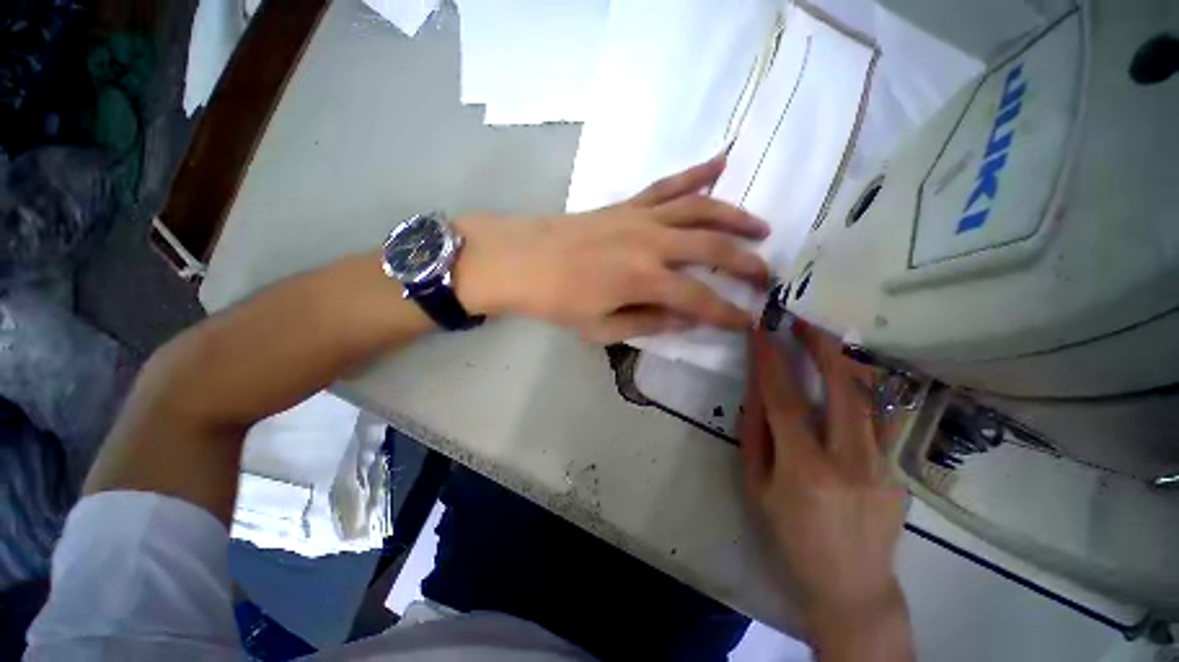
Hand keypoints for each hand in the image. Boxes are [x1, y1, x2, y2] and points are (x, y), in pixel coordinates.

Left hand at [453, 157, 770, 342]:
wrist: (522, 261)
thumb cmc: (558, 301)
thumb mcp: (602, 328)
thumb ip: (649, 323)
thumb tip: (688, 320)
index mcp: (643, 280)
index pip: (700, 299)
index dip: (727, 314)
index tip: (749, 322)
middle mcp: (651, 243)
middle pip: (714, 248)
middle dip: (747, 264)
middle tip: (767, 278)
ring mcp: (642, 217)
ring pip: (702, 209)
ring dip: (736, 217)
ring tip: (762, 228)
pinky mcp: (629, 204)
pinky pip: (669, 184)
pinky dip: (698, 173)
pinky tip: (722, 162)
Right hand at [740, 326, 912, 659]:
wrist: (851, 584)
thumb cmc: (790, 536)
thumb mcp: (756, 486)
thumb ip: (755, 433)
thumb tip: (755, 388)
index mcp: (804, 468)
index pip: (782, 398)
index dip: (768, 359)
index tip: (759, 330)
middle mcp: (851, 459)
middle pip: (841, 386)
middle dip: (820, 344)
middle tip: (802, 319)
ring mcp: (885, 463)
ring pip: (877, 395)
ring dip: (853, 357)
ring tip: (832, 334)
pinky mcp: (901, 468)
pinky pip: (891, 416)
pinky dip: (877, 383)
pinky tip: (862, 367)